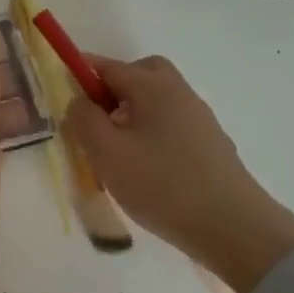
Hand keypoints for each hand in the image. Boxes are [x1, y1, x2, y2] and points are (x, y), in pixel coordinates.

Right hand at [64, 54, 293, 292]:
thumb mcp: (107, 153)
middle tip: (94, 119)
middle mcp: (179, 93)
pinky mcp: (209, 144)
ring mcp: (199, 118)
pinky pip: (171, 124)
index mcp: (153, 87)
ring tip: (115, 150)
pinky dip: (150, 132)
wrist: (231, 226)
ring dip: (131, 113)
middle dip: (113, 88)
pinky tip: (144, 167)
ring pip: (156, 100)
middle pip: (141, 74)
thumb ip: (84, 119)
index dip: (80, 74)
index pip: (108, 66)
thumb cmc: (161, 185)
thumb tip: (79, 100)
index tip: (61, 95)